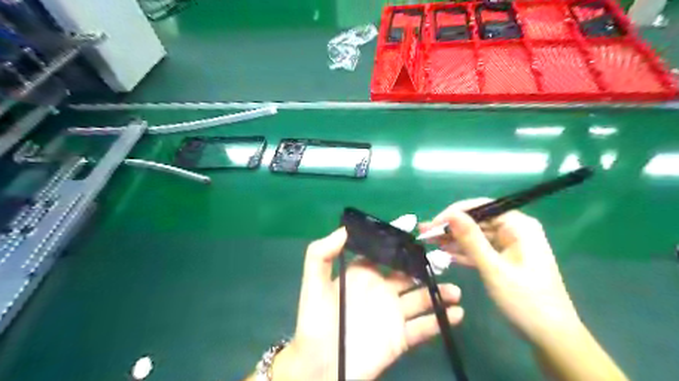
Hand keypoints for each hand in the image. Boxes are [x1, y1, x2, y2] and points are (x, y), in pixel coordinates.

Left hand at [272, 228, 464, 379]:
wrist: (319, 367)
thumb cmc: (315, 321)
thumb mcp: (314, 283)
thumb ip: (322, 253)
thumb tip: (345, 229)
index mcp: (363, 275)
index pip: (386, 254)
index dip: (400, 244)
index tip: (418, 232)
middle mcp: (381, 290)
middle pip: (409, 274)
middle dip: (426, 267)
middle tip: (445, 261)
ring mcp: (392, 314)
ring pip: (421, 299)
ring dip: (439, 294)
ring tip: (454, 292)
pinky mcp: (400, 338)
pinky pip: (424, 327)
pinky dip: (440, 321)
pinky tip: (456, 314)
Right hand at [420, 201, 583, 346]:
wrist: (551, 336)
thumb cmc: (525, 300)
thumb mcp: (493, 268)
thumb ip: (471, 239)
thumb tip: (451, 214)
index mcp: (518, 226)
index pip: (481, 207)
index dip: (454, 213)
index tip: (432, 224)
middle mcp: (515, 230)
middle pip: (477, 221)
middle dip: (451, 227)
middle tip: (425, 234)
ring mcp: (510, 245)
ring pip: (476, 235)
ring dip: (454, 240)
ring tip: (429, 242)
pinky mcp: (505, 259)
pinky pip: (480, 249)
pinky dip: (464, 252)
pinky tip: (445, 253)